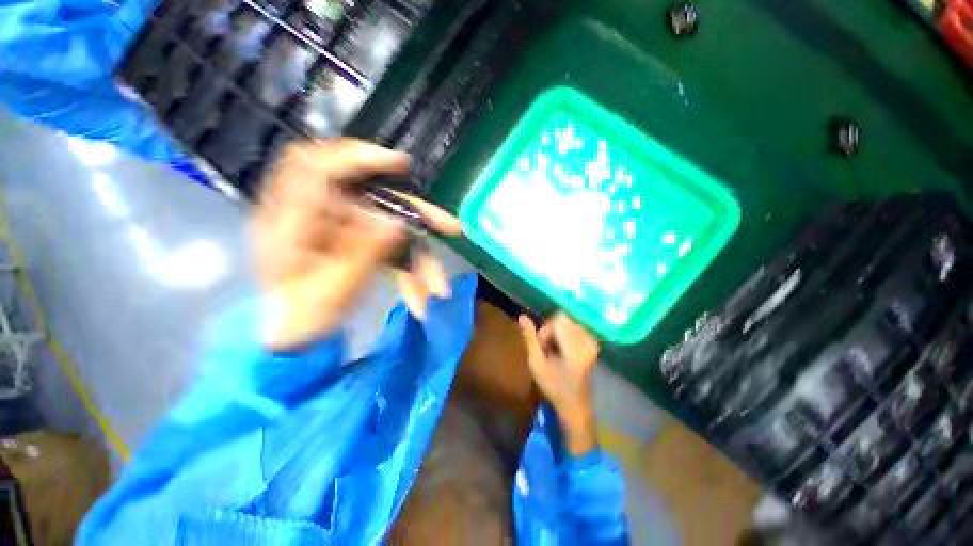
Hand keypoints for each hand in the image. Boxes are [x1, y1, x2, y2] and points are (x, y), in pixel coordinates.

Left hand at [252, 139, 461, 349]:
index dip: (359, 156)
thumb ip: (362, 255)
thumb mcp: (330, 292)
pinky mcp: (359, 244)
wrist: (293, 338)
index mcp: (291, 220)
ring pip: (390, 230)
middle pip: (373, 201)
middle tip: (452, 228)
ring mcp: (343, 231)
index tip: (402, 164)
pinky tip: (420, 297)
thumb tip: (396, 224)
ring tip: (439, 288)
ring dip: (419, 258)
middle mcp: (320, 218)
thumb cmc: (298, 319)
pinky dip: (409, 271)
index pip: (315, 166)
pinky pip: (391, 250)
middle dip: (416, 217)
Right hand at [518, 312, 599, 455]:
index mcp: (574, 347)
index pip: (557, 321)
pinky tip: (564, 350)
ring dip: (558, 333)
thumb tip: (522, 316)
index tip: (543, 348)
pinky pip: (576, 328)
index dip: (545, 331)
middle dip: (551, 331)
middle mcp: (587, 341)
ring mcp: (592, 343)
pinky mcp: (594, 344)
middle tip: (548, 350)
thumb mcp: (536, 362)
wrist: (575, 404)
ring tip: (556, 351)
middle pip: (563, 319)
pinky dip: (566, 335)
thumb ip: (529, 337)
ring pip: (569, 323)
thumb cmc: (553, 386)